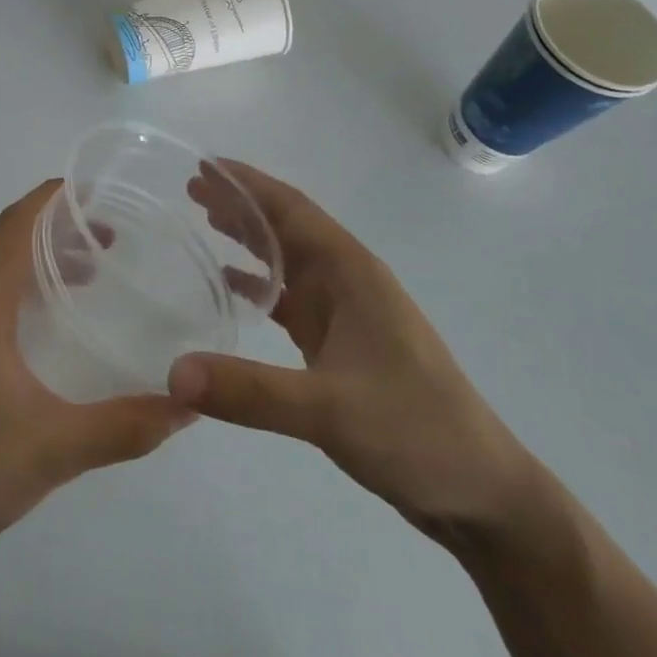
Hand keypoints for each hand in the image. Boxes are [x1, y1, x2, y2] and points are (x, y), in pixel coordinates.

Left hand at [0, 179, 189, 555]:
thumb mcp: (56, 446)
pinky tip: (40, 324)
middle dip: (57, 228)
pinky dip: (14, 285)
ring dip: (36, 259)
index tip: (98, 192)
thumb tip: (187, 406)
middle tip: (109, 239)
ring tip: (85, 275)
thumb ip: (125, 425)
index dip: (55, 198)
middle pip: (7, 238)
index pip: (18, 222)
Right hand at [169, 162, 537, 542]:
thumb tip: (174, 374)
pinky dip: (259, 284)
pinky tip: (230, 284)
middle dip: (241, 203)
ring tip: (203, 219)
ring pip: (288, 259)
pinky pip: (291, 299)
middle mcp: (348, 280)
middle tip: (191, 188)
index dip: (247, 183)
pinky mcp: (342, 344)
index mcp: (351, 272)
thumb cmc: (415, 431)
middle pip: (286, 226)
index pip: (291, 208)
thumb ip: (250, 391)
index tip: (204, 164)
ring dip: (249, 237)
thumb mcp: (329, 410)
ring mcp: (347, 312)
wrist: (482, 492)